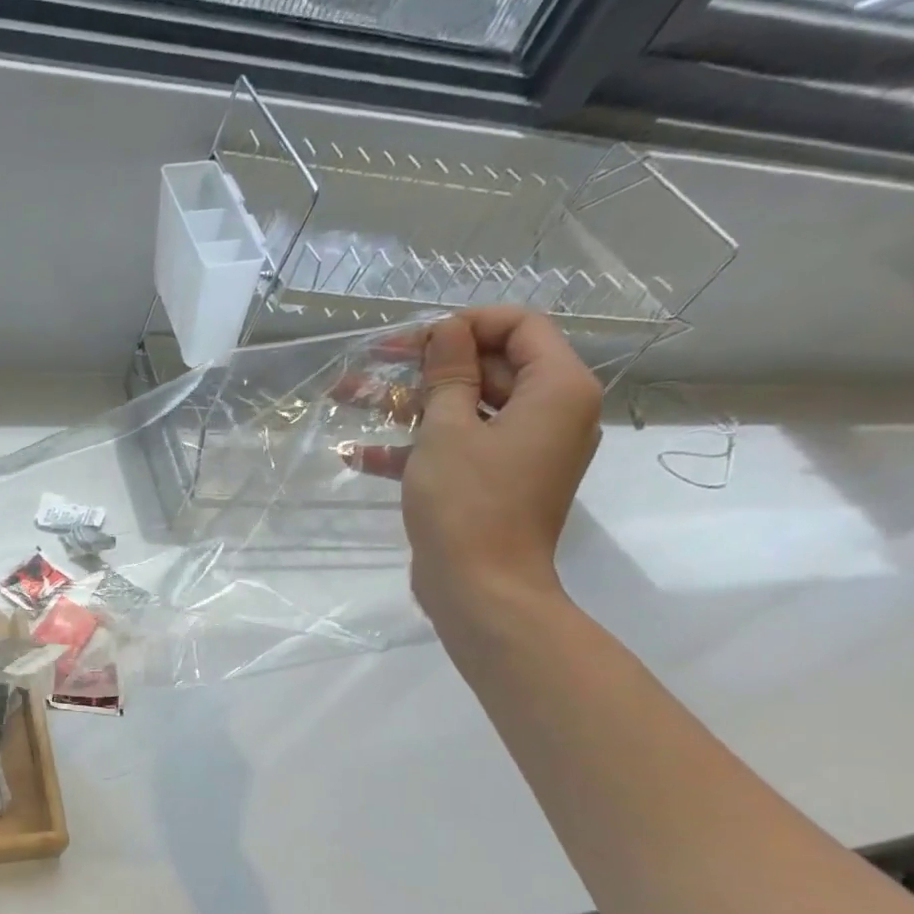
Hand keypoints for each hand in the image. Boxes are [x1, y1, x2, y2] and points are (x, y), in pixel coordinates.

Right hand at [351, 308, 601, 632]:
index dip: (467, 324)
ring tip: (355, 400)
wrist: (481, 589)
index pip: (521, 327)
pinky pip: (462, 448)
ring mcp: (525, 451)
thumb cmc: (467, 503)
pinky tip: (361, 455)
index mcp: (558, 390)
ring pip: (469, 409)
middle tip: (375, 366)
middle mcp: (553, 414)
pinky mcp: (498, 482)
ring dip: (414, 405)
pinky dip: (419, 447)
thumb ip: (448, 374)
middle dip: (430, 366)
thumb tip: (447, 330)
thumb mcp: (447, 430)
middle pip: (492, 368)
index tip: (416, 339)